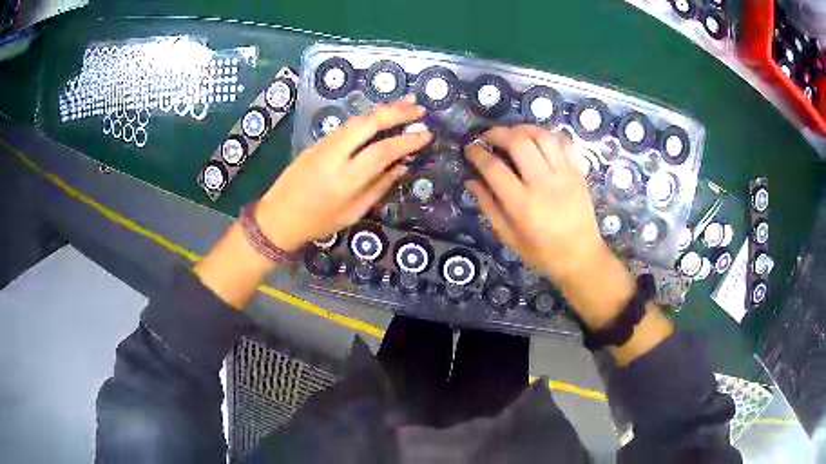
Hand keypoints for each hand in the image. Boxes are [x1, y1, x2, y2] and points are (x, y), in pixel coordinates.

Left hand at [256, 99, 430, 250]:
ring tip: (406, 105)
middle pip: (368, 124)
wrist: (277, 217)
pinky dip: (368, 118)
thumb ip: (378, 187)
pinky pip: (347, 126)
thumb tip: (401, 166)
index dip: (406, 141)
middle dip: (396, 112)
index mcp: (345, 180)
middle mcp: (334, 155)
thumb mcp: (353, 213)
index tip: (426, 134)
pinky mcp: (317, 142)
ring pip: (356, 120)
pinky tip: (381, 117)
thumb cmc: (317, 222)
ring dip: (383, 110)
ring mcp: (323, 145)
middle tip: (419, 108)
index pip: (382, 151)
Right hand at [465, 125, 638, 330]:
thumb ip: (489, 207)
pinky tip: (539, 141)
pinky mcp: (578, 173)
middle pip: (518, 142)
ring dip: (523, 129)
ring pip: (542, 136)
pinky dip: (549, 136)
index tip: (470, 149)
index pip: (493, 168)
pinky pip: (564, 143)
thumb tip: (471, 181)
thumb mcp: (509, 237)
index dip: (477, 154)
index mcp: (522, 204)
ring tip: (513, 134)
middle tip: (488, 137)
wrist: (581, 257)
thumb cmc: (542, 252)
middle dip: (498, 133)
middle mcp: (543, 184)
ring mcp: (564, 175)